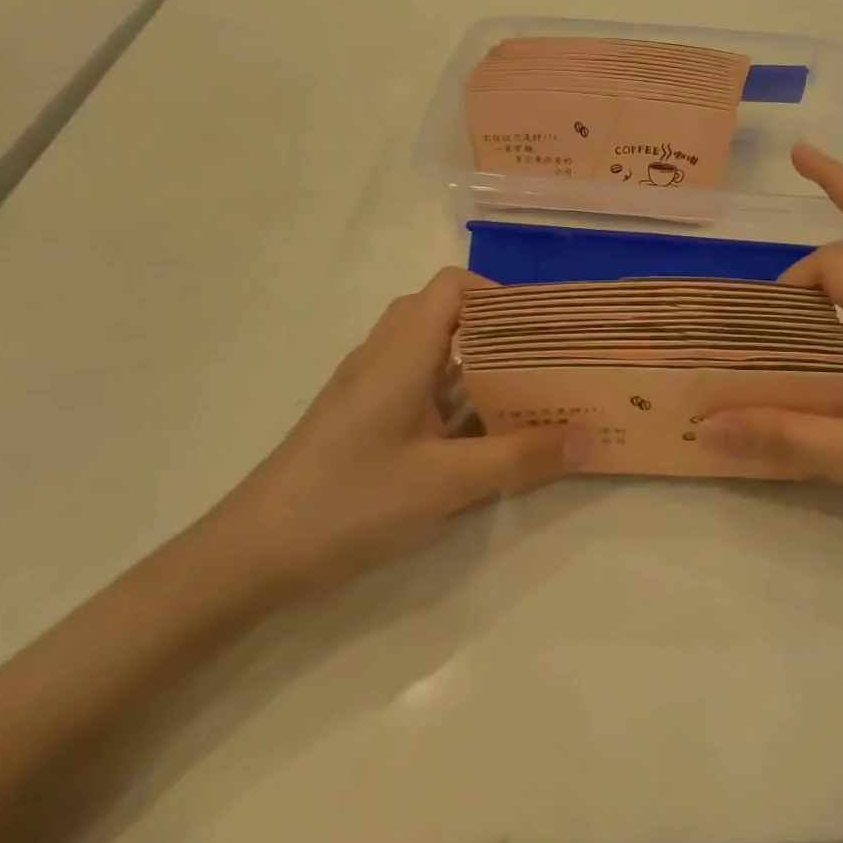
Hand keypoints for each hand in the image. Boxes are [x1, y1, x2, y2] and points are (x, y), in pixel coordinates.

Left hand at [205, 268, 588, 595]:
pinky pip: (418, 388)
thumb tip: (592, 438)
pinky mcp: (361, 421)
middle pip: (445, 315)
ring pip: (432, 354)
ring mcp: (369, 390)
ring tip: (528, 393)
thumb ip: (521, 458)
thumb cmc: (349, 501)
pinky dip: (454, 396)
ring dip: (478, 366)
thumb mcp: (446, 482)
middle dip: (498, 331)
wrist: (250, 556)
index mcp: (401, 352)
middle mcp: (383, 357)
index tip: (542, 328)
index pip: (453, 287)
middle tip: (545, 360)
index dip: (499, 295)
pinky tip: (480, 435)